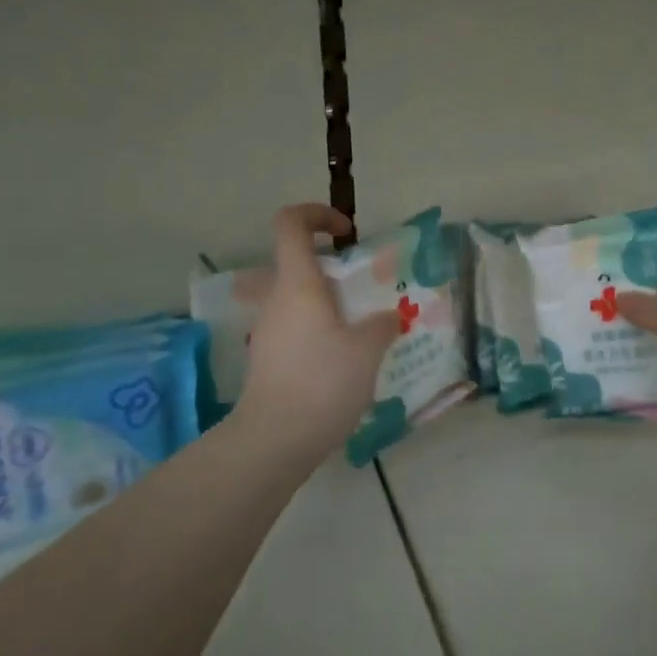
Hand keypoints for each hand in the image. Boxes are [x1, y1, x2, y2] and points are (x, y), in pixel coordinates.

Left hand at [233, 204, 400, 467]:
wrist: (273, 441)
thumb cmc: (321, 383)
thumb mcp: (366, 351)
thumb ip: (381, 325)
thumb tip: (387, 318)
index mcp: (298, 283)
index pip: (290, 223)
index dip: (316, 214)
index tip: (346, 232)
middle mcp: (277, 300)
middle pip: (297, 262)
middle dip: (333, 268)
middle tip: (365, 290)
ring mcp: (268, 330)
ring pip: (298, 298)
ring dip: (329, 303)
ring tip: (363, 330)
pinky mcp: (268, 358)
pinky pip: (296, 327)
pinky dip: (320, 330)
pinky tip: (345, 361)